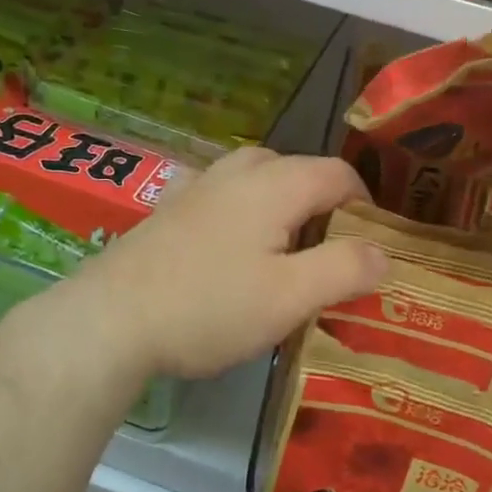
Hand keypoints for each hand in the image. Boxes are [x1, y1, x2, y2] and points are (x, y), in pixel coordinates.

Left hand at [40, 147, 388, 382]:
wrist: (108, 321)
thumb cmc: (208, 307)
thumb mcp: (289, 298)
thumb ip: (344, 269)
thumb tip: (384, 252)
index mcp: (276, 183)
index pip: (340, 175)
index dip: (366, 207)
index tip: (372, 248)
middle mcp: (239, 170)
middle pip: (300, 171)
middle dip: (325, 206)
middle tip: (332, 255)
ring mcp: (199, 185)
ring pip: (260, 180)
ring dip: (285, 207)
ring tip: (287, 253)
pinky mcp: (171, 207)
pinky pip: (226, 195)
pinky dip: (246, 213)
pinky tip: (234, 249)